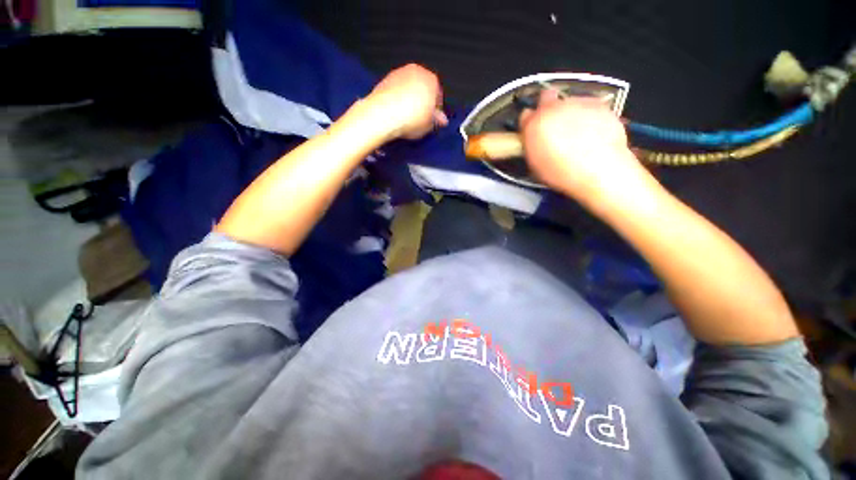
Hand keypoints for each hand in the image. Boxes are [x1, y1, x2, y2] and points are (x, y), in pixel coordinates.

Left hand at [364, 64, 448, 140]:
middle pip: (423, 88)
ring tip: (407, 115)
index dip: (435, 109)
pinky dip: (398, 97)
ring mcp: (400, 72)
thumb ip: (437, 120)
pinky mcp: (385, 78)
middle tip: (420, 118)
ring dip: (410, 98)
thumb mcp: (429, 125)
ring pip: (409, 87)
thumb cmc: (410, 119)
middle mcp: (417, 71)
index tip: (432, 120)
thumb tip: (441, 120)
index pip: (438, 95)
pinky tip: (397, 111)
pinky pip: (397, 89)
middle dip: (423, 101)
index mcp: (432, 80)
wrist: (383, 114)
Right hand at [519, 90, 651, 206]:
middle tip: (553, 124)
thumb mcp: (535, 164)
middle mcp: (554, 108)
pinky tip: (592, 130)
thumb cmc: (561, 173)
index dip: (529, 122)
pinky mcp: (598, 104)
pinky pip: (589, 105)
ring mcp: (577, 103)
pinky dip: (588, 114)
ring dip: (569, 112)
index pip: (525, 115)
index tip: (533, 129)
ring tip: (576, 132)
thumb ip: (531, 143)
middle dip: (548, 107)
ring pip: (569, 101)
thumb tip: (533, 136)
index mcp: (534, 124)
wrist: (598, 169)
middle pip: (546, 97)